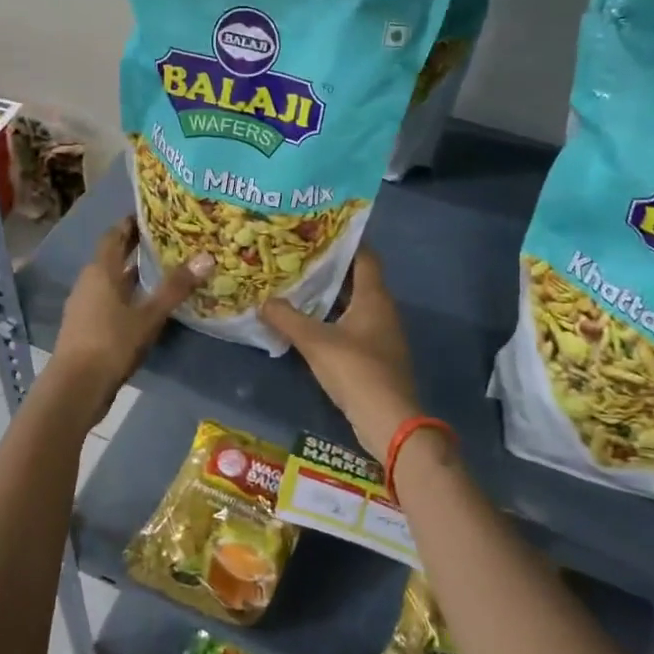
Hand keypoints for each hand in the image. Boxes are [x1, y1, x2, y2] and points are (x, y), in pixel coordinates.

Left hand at [48, 216, 210, 420]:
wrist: (75, 387)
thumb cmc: (111, 343)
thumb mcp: (149, 315)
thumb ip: (175, 287)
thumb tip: (206, 257)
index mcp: (101, 270)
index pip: (115, 235)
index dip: (132, 224)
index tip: (155, 216)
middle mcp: (89, 282)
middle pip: (114, 257)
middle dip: (136, 248)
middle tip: (167, 240)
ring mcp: (85, 305)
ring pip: (112, 281)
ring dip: (133, 274)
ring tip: (163, 270)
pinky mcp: (87, 327)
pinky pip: (110, 300)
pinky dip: (128, 296)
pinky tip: (147, 305)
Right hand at [261, 248, 421, 459]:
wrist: (389, 421)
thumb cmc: (356, 370)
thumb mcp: (315, 342)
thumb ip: (287, 319)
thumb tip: (263, 301)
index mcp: (374, 297)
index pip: (364, 256)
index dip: (343, 241)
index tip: (316, 232)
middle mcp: (382, 310)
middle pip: (356, 279)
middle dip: (329, 269)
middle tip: (296, 258)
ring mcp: (381, 334)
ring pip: (353, 304)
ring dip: (328, 296)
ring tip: (296, 286)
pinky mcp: (375, 355)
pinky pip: (352, 326)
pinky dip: (332, 319)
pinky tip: (308, 323)